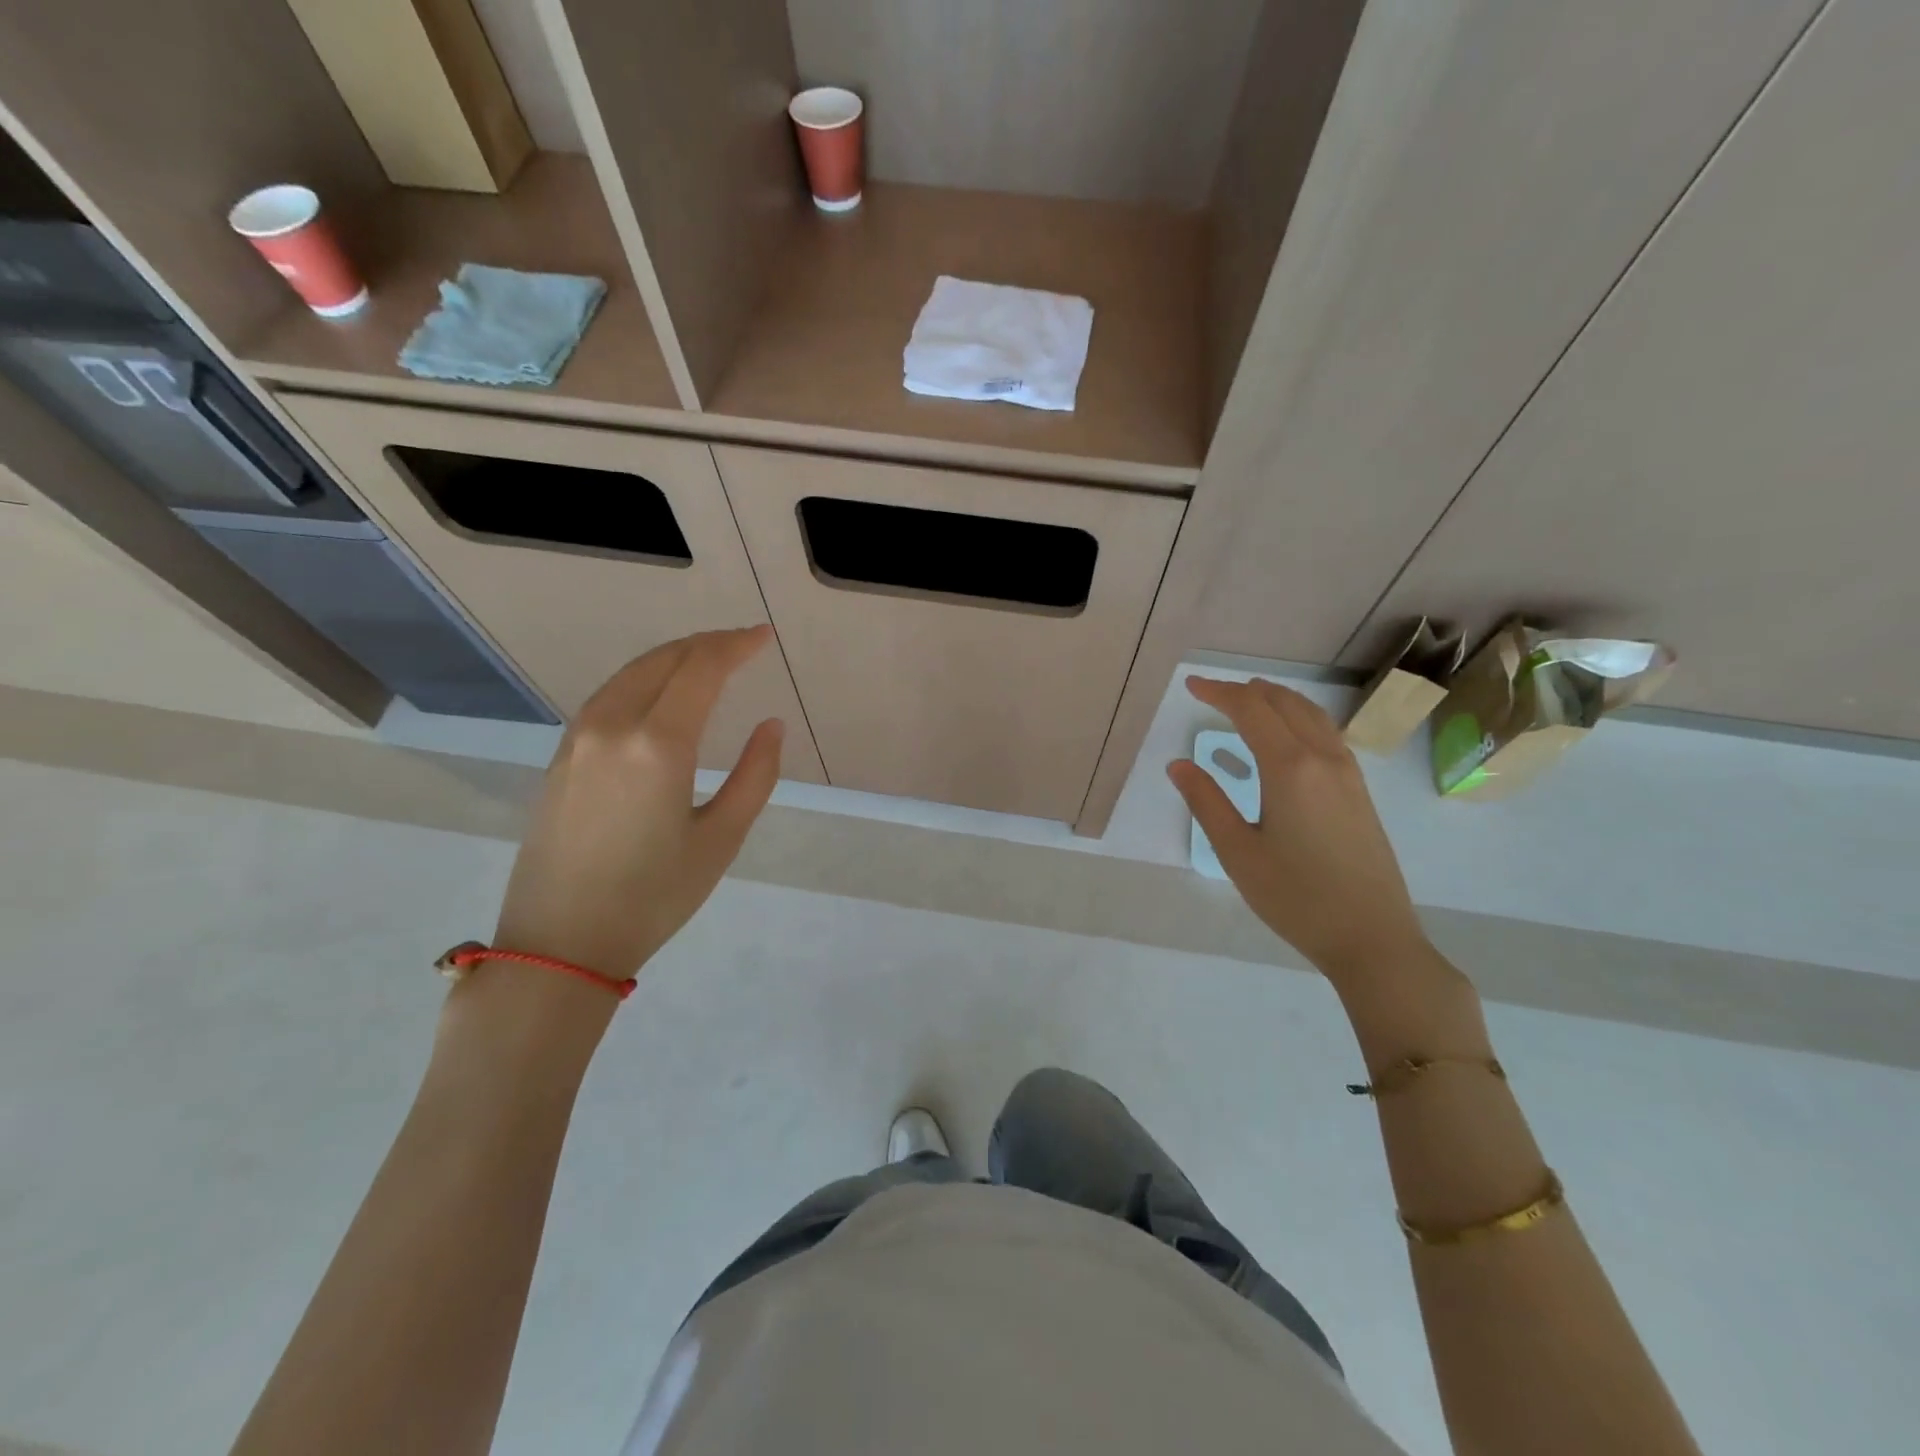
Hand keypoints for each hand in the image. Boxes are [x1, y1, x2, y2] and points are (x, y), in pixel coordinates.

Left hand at [492, 627, 783, 979]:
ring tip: (707, 661)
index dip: (735, 645)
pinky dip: (643, 680)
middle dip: (706, 644)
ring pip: (630, 673)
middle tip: (742, 644)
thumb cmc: (653, 897)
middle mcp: (613, 725)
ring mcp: (578, 738)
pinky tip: (660, 695)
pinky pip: (608, 696)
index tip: (763, 637)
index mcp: (658, 744)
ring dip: (673, 658)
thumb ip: (755, 775)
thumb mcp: (721, 839)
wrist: (560, 943)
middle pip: (663, 660)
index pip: (701, 669)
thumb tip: (771, 726)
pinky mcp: (561, 757)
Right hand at [1168, 676, 1427, 982]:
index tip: (1191, 686)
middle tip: (1213, 692)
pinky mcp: (1360, 792)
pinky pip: (1327, 734)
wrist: (1372, 938)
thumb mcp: (1237, 852)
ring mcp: (1348, 774)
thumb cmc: (1296, 898)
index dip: (1219, 692)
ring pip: (1312, 715)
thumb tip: (1179, 765)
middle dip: (1247, 691)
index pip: (1251, 710)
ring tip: (1250, 700)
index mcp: (1290, 768)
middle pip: (1284, 704)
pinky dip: (1300, 718)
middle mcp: (1323, 759)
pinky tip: (1288, 736)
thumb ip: (1206, 802)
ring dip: (1278, 699)